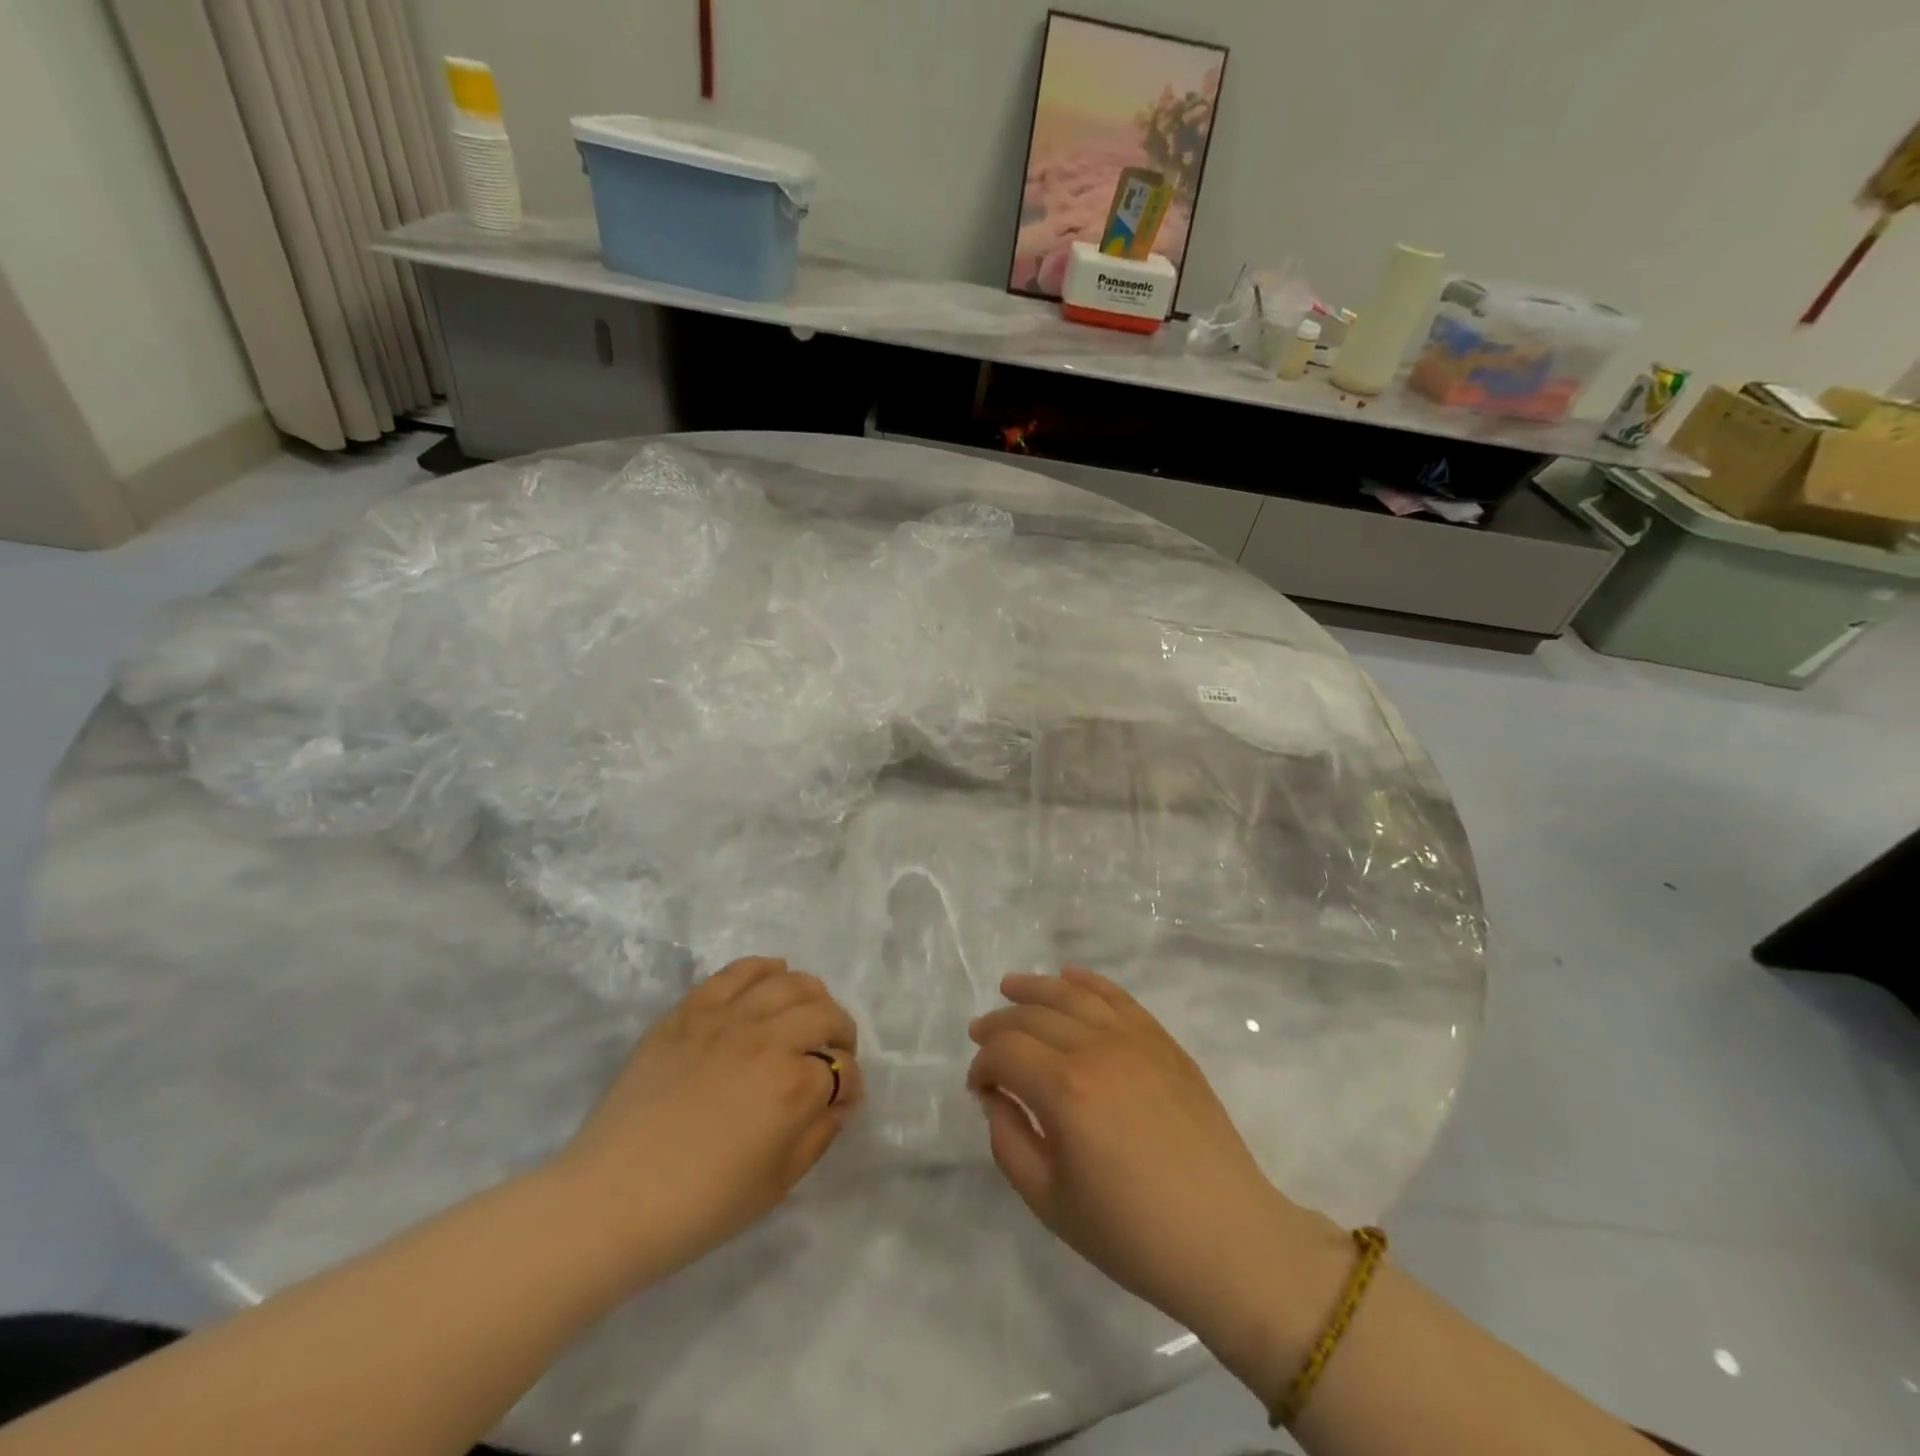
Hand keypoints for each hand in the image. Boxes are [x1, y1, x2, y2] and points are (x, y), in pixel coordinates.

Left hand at [554, 957, 862, 1284]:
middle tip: (834, 1055)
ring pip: (789, 983)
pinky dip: (764, 969)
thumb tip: (836, 1103)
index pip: (843, 1071)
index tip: (843, 1102)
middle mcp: (769, 1038)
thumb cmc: (700, 1205)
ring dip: (811, 996)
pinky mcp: (690, 1011)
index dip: (850, 1086)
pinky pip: (737, 972)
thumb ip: (817, 1136)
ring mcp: (727, 1018)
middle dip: (841, 1034)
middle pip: (824, 1014)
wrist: (611, 1199)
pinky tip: (772, 976)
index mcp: (794, 1086)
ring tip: (808, 1014)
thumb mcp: (776, 1184)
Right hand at [968, 968, 1333, 1342]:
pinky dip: (1088, 982)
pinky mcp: (1163, 1042)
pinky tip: (1070, 978)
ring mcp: (1135, 1039)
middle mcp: (1097, 1048)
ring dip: (1036, 988)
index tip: (979, 1089)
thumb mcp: (1050, 1202)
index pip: (1005, 1052)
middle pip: (1034, 1016)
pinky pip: (1118, 997)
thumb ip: (1008, 1142)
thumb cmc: (1132, 1233)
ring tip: (1010, 987)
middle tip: (980, 1035)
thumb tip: (996, 1098)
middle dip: (999, 1024)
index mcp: (1065, 1089)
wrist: (1226, 1239)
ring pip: (1073, 995)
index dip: (982, 1065)